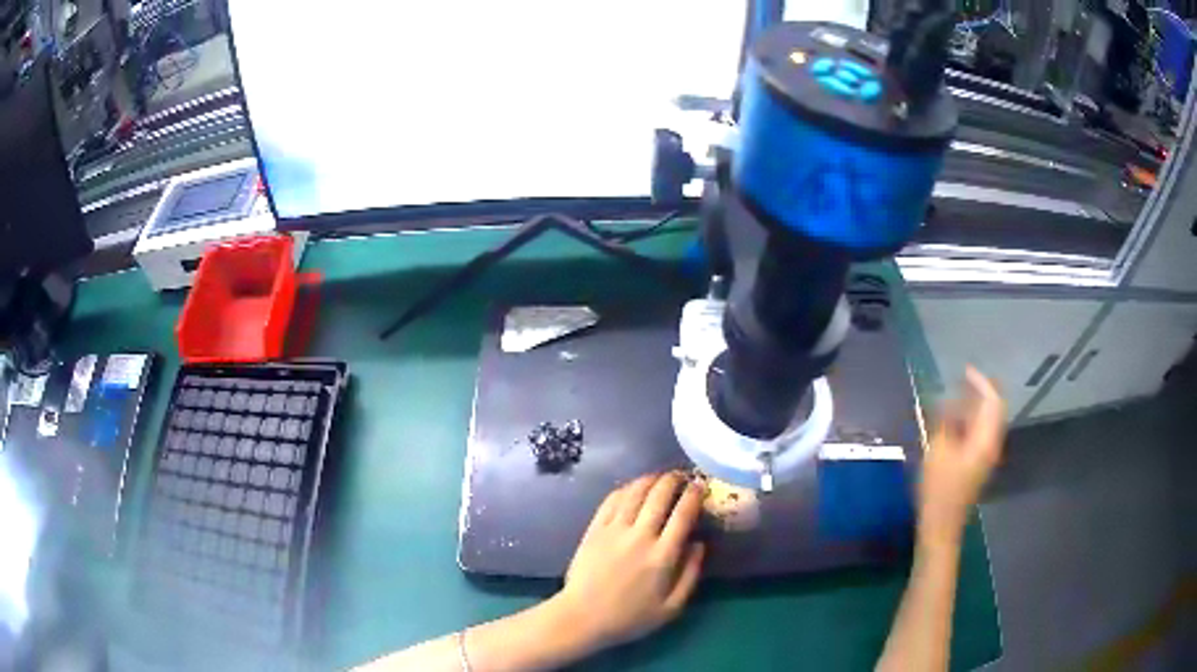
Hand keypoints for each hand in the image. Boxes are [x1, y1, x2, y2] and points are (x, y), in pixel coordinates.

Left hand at [551, 472, 705, 652]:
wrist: (583, 617)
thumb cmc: (630, 617)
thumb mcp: (671, 607)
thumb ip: (690, 574)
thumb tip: (699, 544)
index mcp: (662, 556)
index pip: (683, 514)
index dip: (694, 495)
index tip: (700, 485)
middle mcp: (639, 537)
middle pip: (659, 496)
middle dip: (674, 480)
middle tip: (682, 476)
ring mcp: (614, 530)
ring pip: (635, 492)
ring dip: (650, 479)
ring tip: (660, 477)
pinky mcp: (594, 529)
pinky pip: (612, 500)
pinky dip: (626, 488)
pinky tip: (633, 487)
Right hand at [920, 367, 1006, 545]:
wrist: (942, 526)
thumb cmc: (939, 489)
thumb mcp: (938, 451)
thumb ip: (945, 422)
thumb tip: (947, 401)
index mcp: (985, 440)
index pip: (992, 401)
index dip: (981, 382)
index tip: (964, 371)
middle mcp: (991, 444)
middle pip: (993, 410)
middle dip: (979, 393)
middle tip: (961, 381)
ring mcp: (985, 456)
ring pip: (986, 422)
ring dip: (973, 408)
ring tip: (953, 399)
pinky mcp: (977, 465)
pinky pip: (979, 434)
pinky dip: (969, 422)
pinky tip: (952, 423)